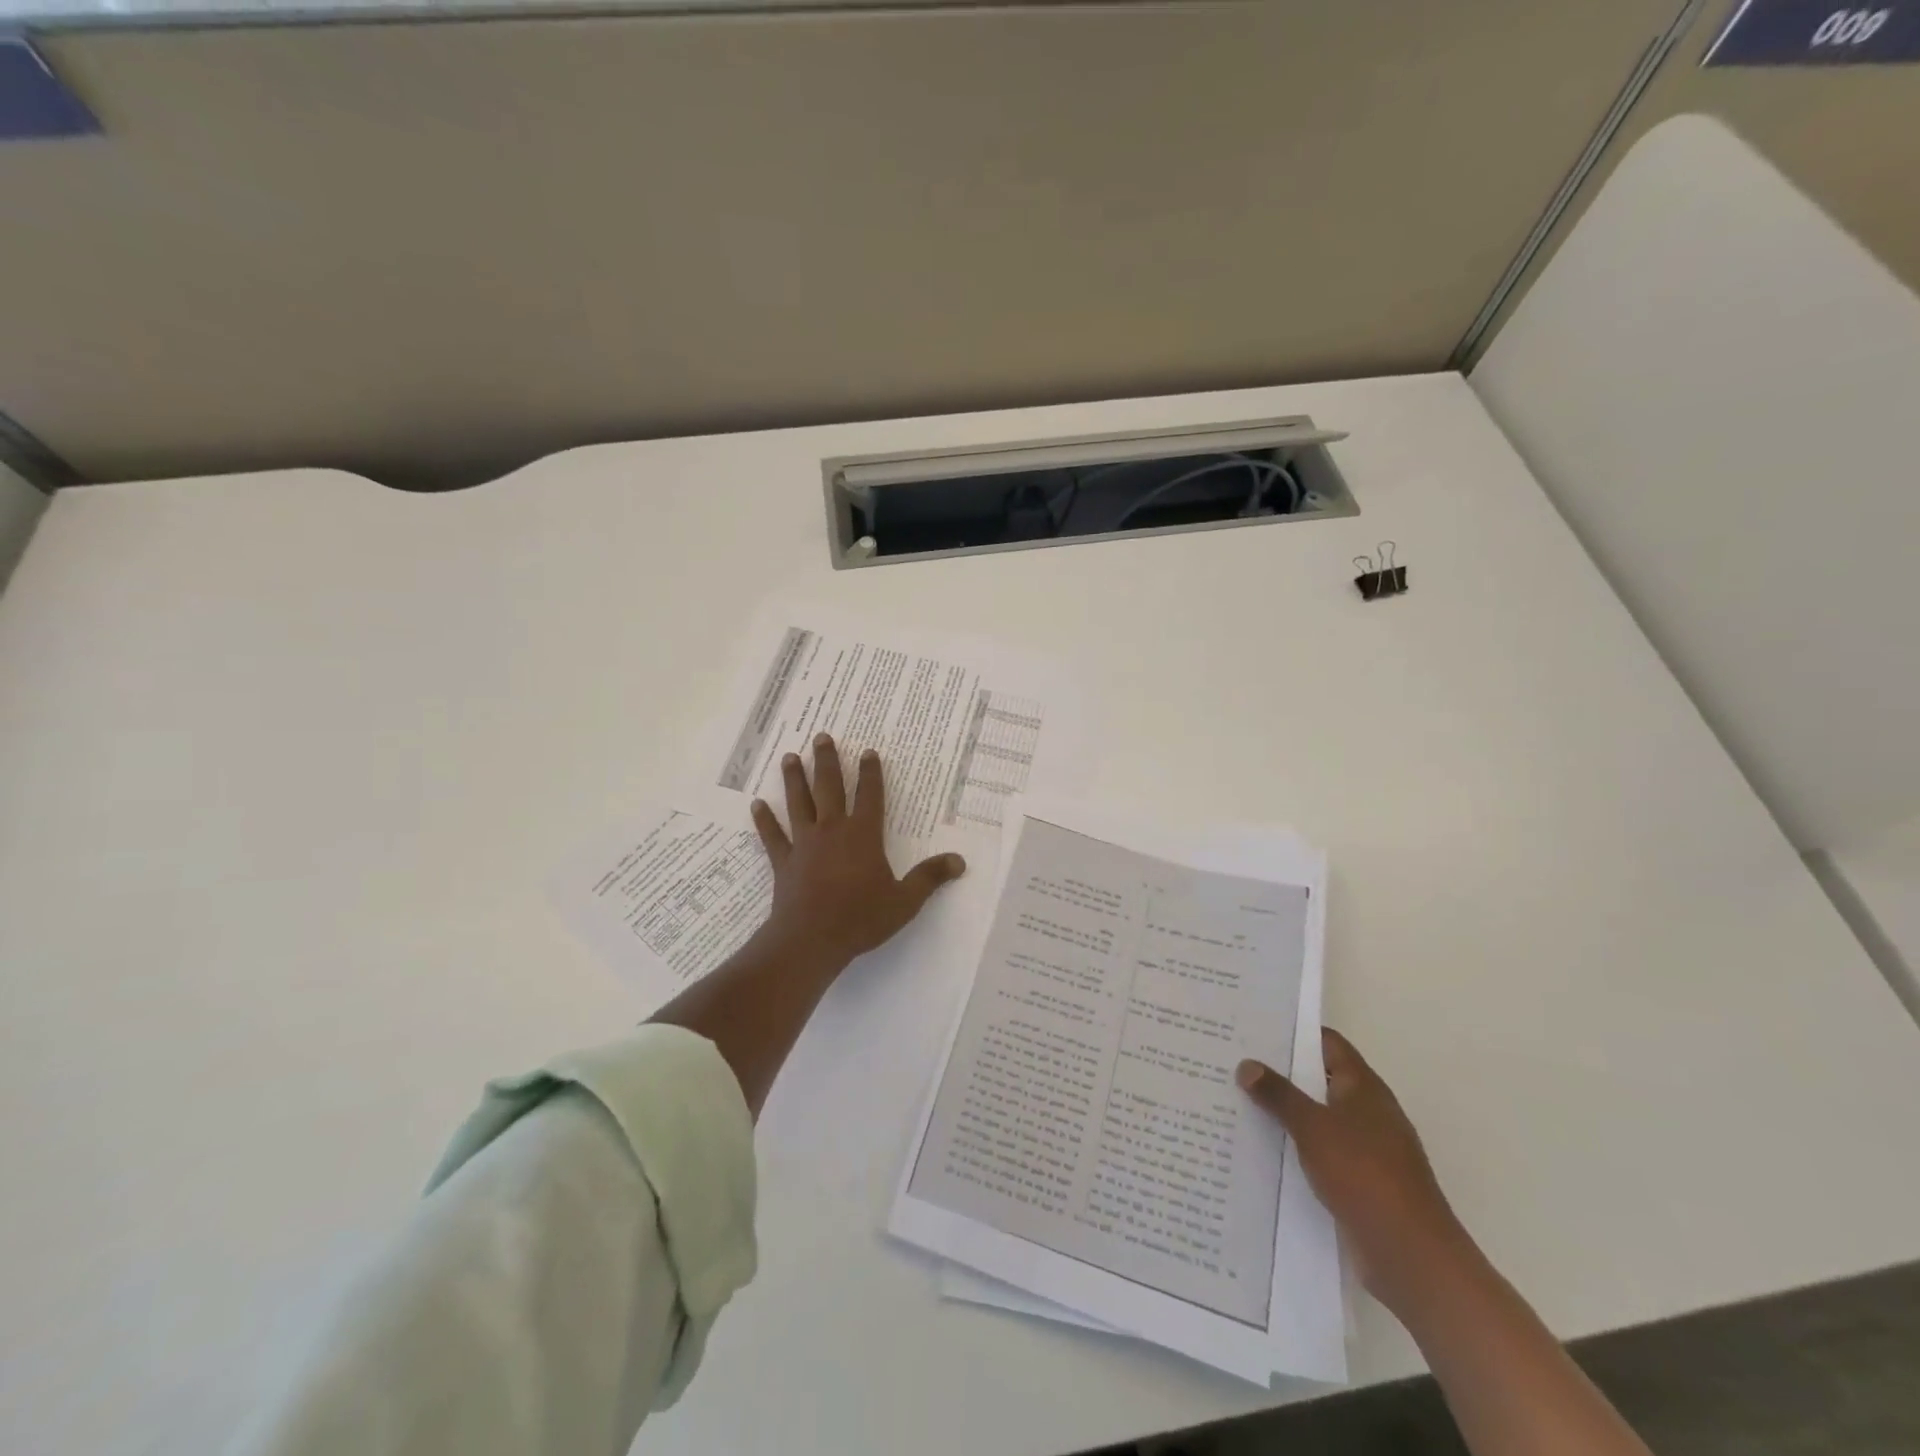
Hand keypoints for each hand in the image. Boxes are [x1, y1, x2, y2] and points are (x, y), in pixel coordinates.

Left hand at [749, 734, 966, 973]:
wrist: (811, 940)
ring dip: (794, 779)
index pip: (870, 796)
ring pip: (799, 803)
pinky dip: (764, 819)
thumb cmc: (861, 918)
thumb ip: (930, 878)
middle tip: (821, 737)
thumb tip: (959, 861)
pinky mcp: (784, 861)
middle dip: (827, 761)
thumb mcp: (905, 901)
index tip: (869, 752)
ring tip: (790, 756)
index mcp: (863, 835)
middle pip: (829, 787)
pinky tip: (756, 804)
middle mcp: (832, 830)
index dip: (871, 773)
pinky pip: (773, 835)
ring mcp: (804, 844)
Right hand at [1238, 1029, 1471, 1313]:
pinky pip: (1320, 1152)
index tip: (1255, 1028)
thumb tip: (1247, 1064)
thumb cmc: (1365, 1175)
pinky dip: (1295, 1147)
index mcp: (1364, 1087)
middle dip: (1281, 1073)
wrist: (1411, 1256)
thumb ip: (1279, 1095)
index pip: (1327, 1043)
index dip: (1294, 1032)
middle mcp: (1368, 1112)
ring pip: (1318, 1118)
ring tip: (1237, 1102)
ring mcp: (1366, 1149)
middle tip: (1234, 1063)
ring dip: (1285, 1113)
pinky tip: (1262, 1149)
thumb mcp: (1313, 1127)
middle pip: (1319, 1079)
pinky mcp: (1360, 1183)